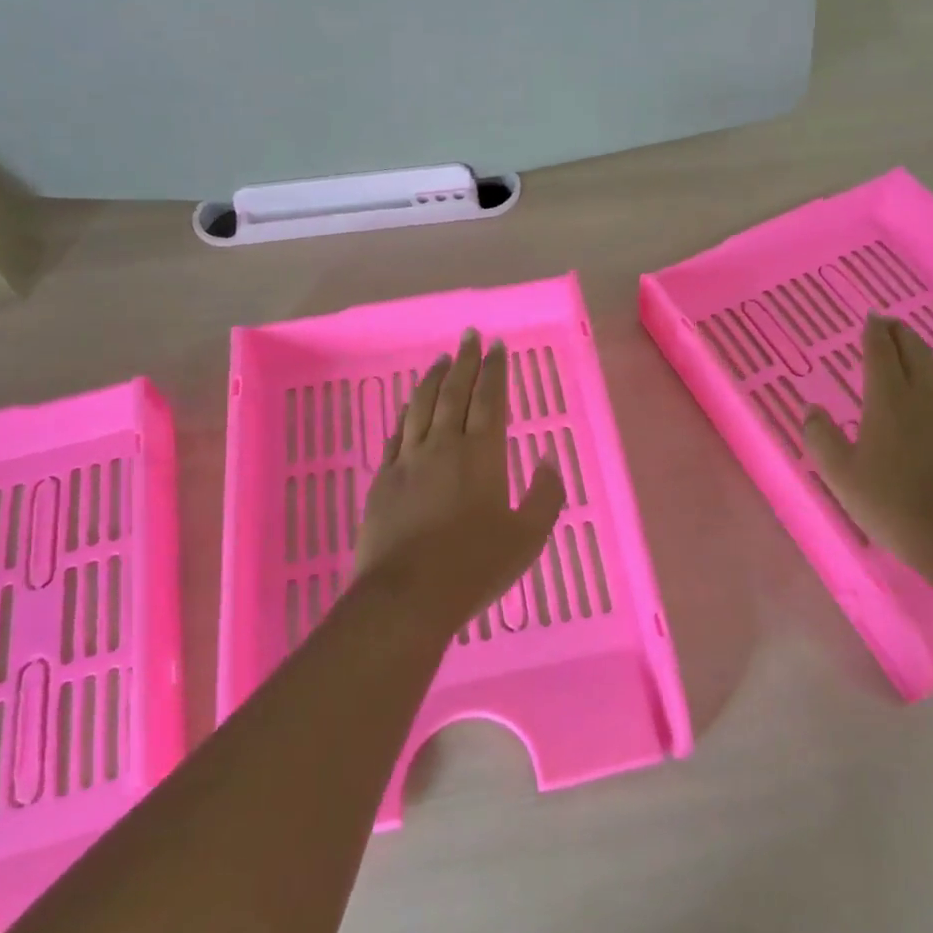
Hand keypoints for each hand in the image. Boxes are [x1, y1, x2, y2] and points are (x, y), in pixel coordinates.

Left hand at [357, 329, 566, 626]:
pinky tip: (409, 406)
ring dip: (433, 379)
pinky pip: (396, 433)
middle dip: (465, 361)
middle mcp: (443, 445)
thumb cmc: (474, 567)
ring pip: (421, 406)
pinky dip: (406, 412)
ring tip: (441, 360)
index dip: (495, 370)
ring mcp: (408, 460)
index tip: (497, 346)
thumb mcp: (527, 537)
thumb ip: (544, 495)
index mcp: (481, 454)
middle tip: (469, 336)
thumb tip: (549, 460)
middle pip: (454, 392)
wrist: (407, 596)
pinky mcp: (383, 478)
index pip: (490, 399)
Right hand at [803, 314, 932, 571]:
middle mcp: (923, 398)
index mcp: (889, 401)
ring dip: (923, 352)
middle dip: (900, 334)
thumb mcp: (840, 474)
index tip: (870, 317)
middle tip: (888, 323)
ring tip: (913, 348)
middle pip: (914, 353)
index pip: (882, 354)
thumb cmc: (889, 503)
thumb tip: (812, 409)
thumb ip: (822, 438)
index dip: (874, 333)